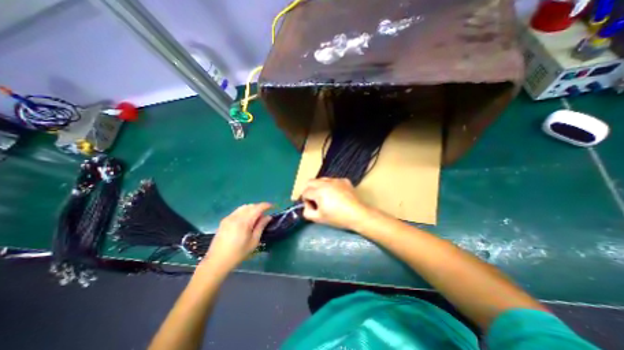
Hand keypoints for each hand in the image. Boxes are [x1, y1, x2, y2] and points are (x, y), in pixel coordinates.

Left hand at [201, 203, 272, 274]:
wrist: (217, 261)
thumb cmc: (238, 253)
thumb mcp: (253, 241)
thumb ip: (261, 226)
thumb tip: (268, 217)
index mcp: (244, 222)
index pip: (257, 208)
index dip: (266, 205)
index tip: (273, 206)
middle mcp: (236, 216)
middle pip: (251, 206)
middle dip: (259, 207)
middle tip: (265, 214)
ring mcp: (229, 217)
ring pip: (243, 207)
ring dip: (252, 208)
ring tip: (256, 217)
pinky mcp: (224, 220)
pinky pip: (237, 211)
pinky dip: (245, 211)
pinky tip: (246, 220)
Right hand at [299, 178, 368, 228]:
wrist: (358, 214)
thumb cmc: (338, 217)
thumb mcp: (319, 219)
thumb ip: (307, 212)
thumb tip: (307, 206)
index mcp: (319, 191)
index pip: (305, 192)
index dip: (306, 201)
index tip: (312, 207)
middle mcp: (326, 182)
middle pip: (310, 182)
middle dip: (309, 190)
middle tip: (315, 200)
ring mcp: (336, 180)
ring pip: (321, 179)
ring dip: (319, 187)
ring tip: (326, 197)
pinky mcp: (344, 180)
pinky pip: (332, 180)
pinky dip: (330, 186)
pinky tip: (336, 195)